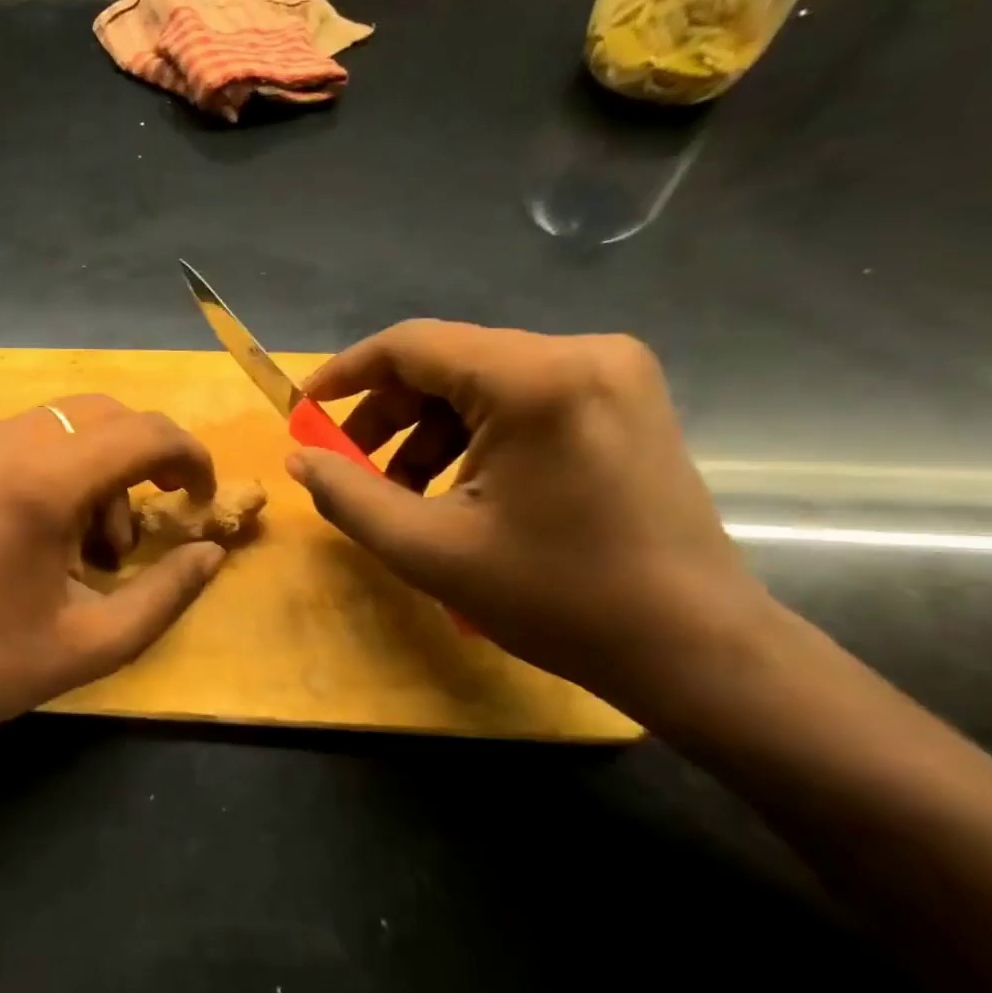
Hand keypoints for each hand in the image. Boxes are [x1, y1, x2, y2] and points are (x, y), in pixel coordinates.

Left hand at [0, 395, 226, 750]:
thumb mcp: (94, 642)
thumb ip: (167, 592)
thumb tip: (212, 552)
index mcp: (40, 483)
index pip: (142, 434)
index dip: (189, 457)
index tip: (204, 499)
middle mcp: (5, 443)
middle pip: (108, 415)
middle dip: (149, 458)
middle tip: (161, 518)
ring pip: (71, 424)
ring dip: (106, 470)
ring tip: (100, 549)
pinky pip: (34, 439)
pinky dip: (67, 470)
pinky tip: (58, 533)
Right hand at [287, 321, 759, 699]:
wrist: (692, 647)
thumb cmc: (556, 599)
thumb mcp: (429, 551)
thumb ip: (348, 496)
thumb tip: (299, 458)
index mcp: (535, 380)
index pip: (412, 345)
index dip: (345, 373)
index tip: (303, 411)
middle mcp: (580, 352)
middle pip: (447, 361)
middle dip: (387, 414)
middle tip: (349, 466)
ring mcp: (611, 373)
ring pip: (481, 381)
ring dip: (427, 431)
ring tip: (402, 492)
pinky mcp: (623, 399)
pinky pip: (521, 398)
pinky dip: (473, 436)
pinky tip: (458, 488)